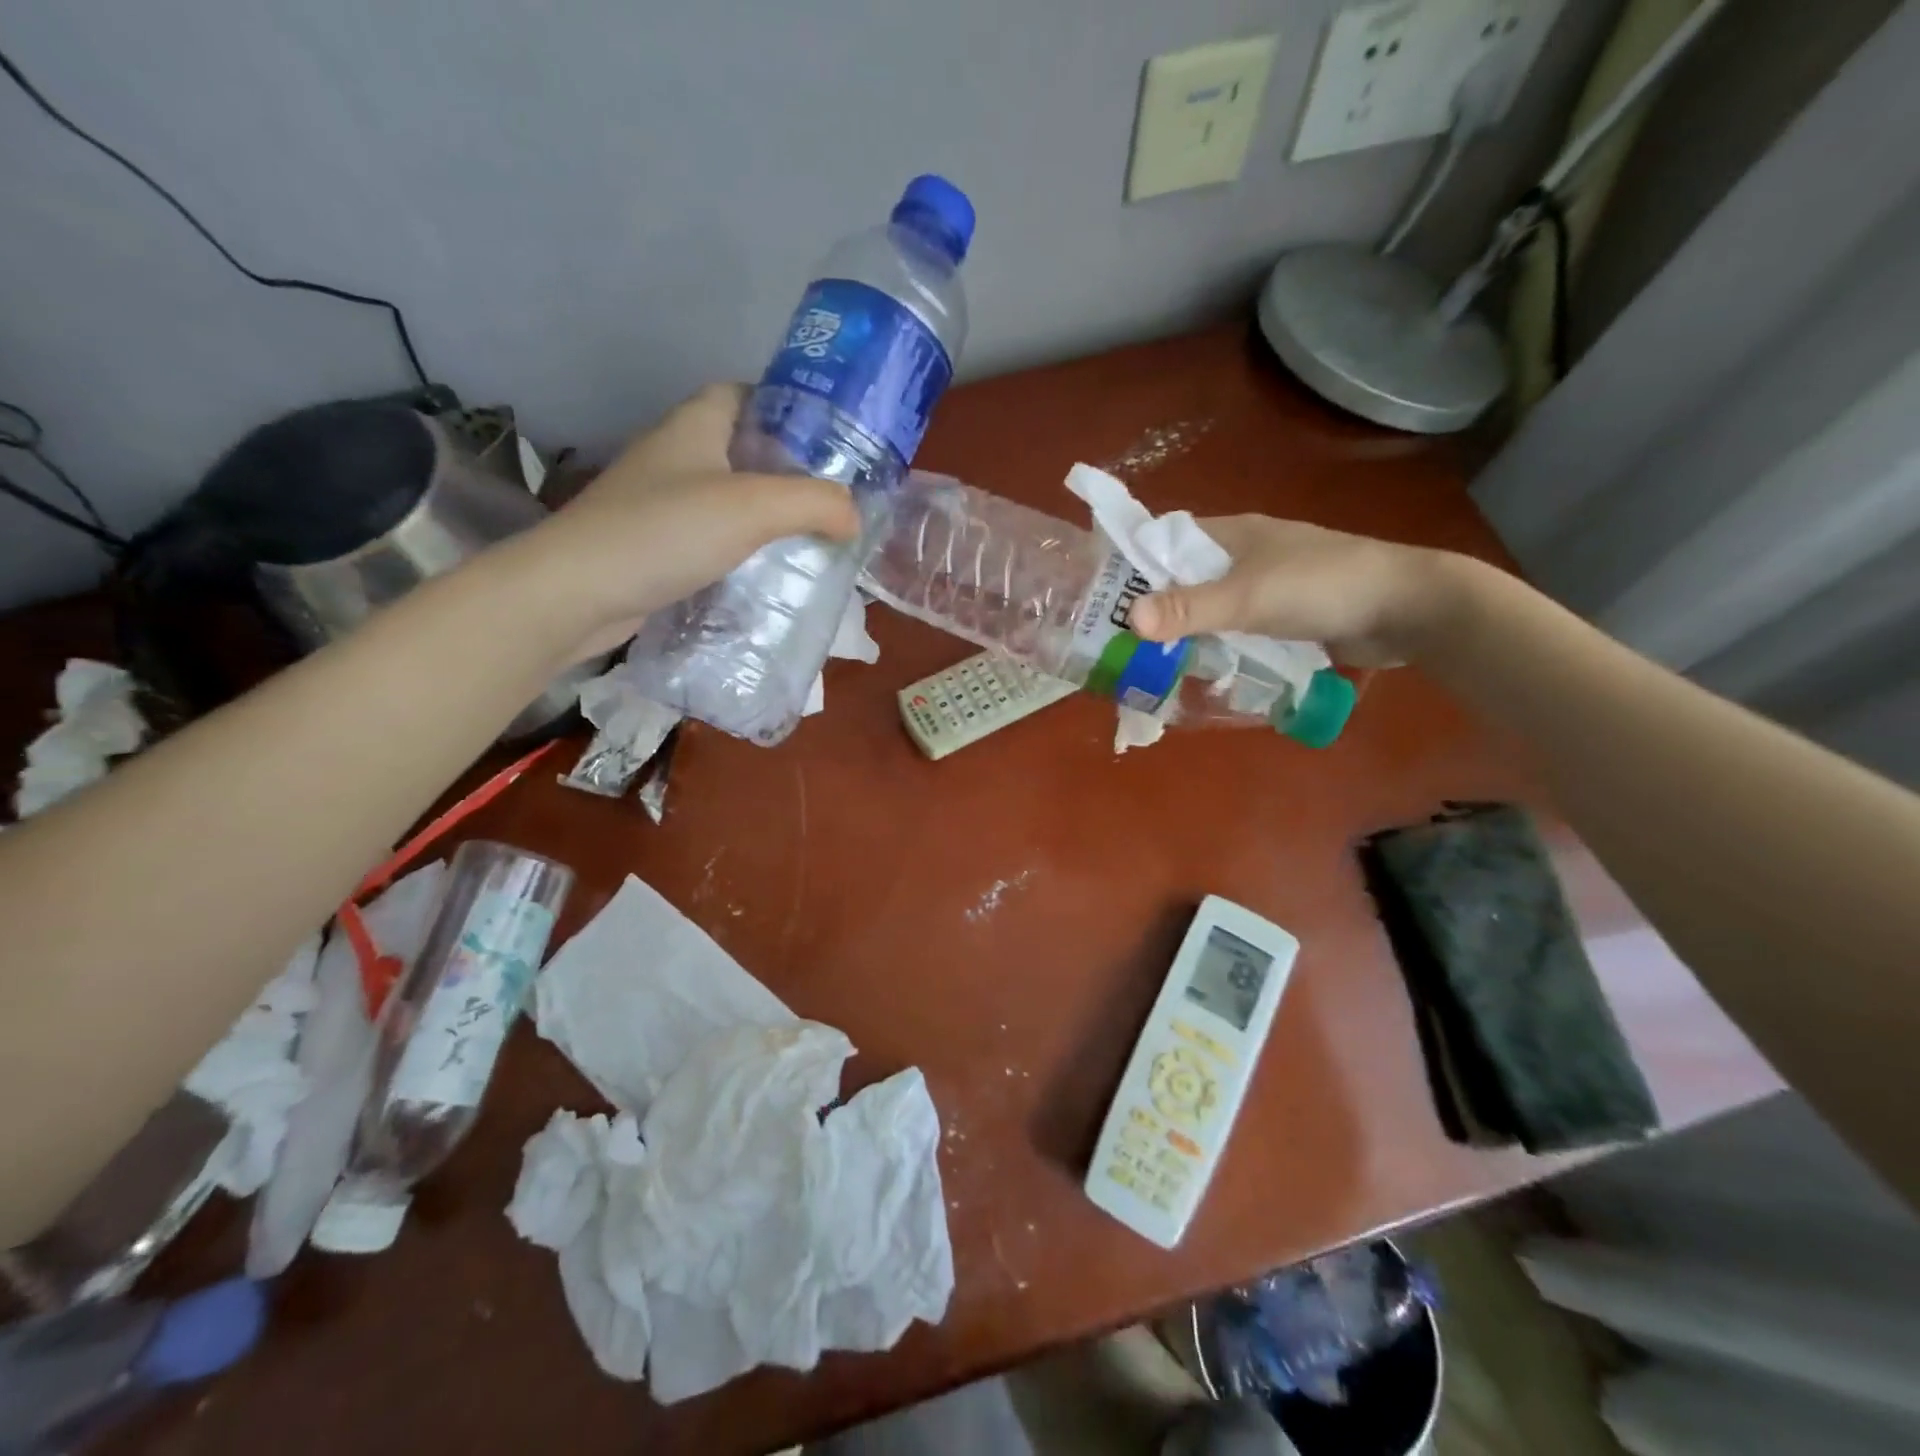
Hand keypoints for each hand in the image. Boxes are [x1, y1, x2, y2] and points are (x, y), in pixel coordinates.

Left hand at [505, 384, 860, 659]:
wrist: (578, 593)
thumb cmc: (664, 532)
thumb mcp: (753, 508)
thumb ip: (814, 503)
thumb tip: (853, 515)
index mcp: (694, 425)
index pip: (744, 394)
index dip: (786, 407)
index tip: (828, 440)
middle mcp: (675, 455)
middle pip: (742, 448)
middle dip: (787, 469)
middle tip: (832, 498)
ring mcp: (661, 502)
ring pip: (728, 497)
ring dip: (767, 514)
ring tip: (813, 537)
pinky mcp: (656, 545)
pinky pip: (713, 537)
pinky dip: (743, 549)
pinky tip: (770, 572)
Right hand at [1127, 515, 1463, 667]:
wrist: (1407, 608)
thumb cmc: (1324, 586)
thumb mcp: (1250, 597)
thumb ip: (1191, 608)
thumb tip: (1128, 620)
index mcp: (1230, 534)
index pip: (1163, 540)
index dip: (1129, 564)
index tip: (1097, 597)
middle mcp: (1241, 555)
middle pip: (1181, 578)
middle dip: (1150, 606)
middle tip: (1114, 641)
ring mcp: (1263, 585)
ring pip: (1206, 606)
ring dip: (1181, 630)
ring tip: (1143, 661)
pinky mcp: (1281, 615)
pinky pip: (1232, 628)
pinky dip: (1212, 644)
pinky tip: (1195, 668)